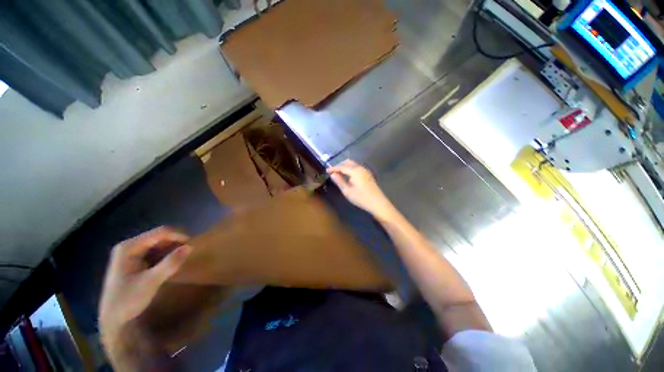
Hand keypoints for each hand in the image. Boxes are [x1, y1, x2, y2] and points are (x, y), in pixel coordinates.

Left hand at [99, 227, 191, 352]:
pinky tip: (171, 263)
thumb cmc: (128, 300)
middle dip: (175, 242)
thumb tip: (190, 247)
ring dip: (172, 249)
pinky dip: (166, 255)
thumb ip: (170, 263)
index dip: (178, 236)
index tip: (193, 245)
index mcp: (129, 247)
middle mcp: (129, 246)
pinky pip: (154, 252)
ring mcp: (130, 254)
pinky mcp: (134, 262)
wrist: (112, 320)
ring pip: (158, 244)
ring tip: (183, 257)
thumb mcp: (151, 282)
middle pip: (159, 237)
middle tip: (189, 252)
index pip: (160, 233)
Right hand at [327, 160, 394, 219]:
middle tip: (333, 172)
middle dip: (339, 166)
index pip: (341, 167)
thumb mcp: (347, 191)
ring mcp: (365, 170)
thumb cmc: (361, 197)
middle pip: (348, 162)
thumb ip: (339, 181)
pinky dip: (351, 169)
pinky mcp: (368, 175)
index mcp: (355, 170)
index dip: (333, 168)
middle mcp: (360, 167)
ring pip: (353, 164)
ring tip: (339, 174)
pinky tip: (349, 176)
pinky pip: (357, 167)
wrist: (378, 203)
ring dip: (345, 167)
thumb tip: (332, 174)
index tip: (326, 171)